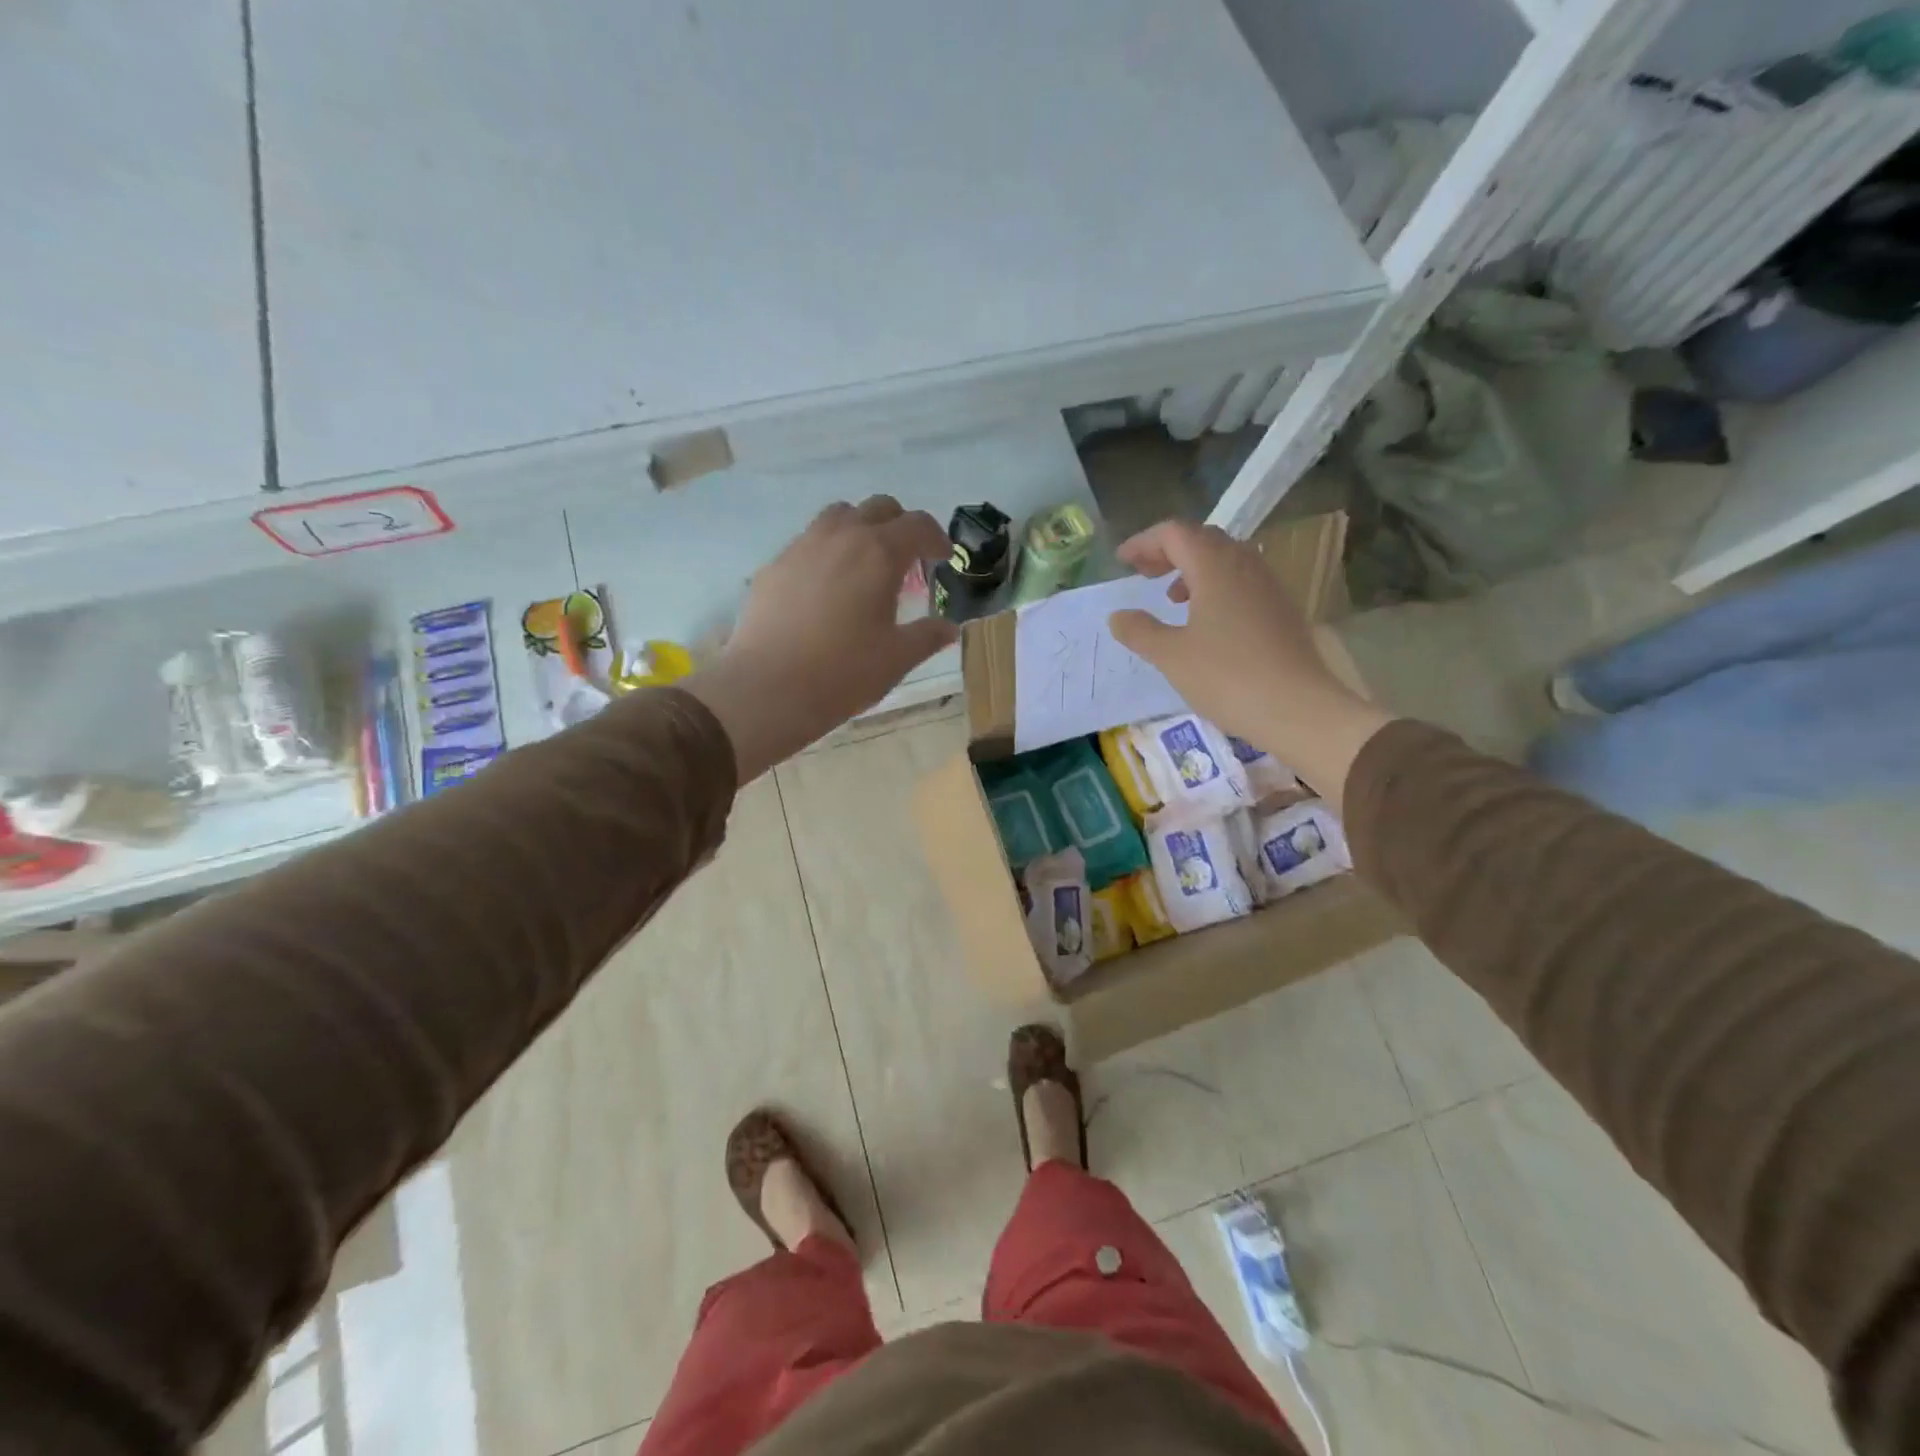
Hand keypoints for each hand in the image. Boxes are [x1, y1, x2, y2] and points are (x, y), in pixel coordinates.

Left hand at [685, 497, 956, 779]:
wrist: (768, 688)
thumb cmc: (843, 672)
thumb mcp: (897, 658)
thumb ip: (928, 636)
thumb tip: (949, 628)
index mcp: (879, 553)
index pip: (917, 525)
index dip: (937, 538)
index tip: (943, 557)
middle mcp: (841, 537)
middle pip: (878, 508)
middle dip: (900, 526)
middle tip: (908, 560)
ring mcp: (802, 547)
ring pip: (839, 516)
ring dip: (861, 529)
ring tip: (865, 564)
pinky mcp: (774, 566)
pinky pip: (808, 542)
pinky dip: (828, 551)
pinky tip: (826, 588)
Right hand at [1107, 520, 1392, 804]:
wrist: (1299, 708)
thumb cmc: (1228, 677)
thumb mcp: (1171, 657)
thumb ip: (1140, 631)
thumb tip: (1118, 616)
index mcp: (1214, 567)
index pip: (1174, 533)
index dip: (1144, 542)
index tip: (1122, 562)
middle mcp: (1245, 565)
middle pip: (1202, 539)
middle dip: (1168, 551)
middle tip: (1144, 574)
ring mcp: (1268, 585)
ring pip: (1226, 558)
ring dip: (1193, 568)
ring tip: (1173, 598)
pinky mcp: (1282, 609)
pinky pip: (1243, 580)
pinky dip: (1216, 586)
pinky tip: (1207, 621)